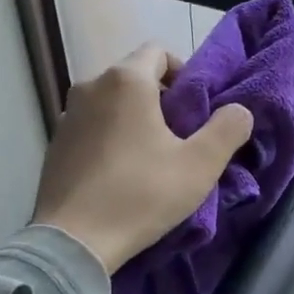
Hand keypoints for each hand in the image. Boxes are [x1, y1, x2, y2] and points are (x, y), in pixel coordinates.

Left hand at [31, 43, 254, 273]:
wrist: (73, 241)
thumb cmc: (141, 194)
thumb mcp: (200, 165)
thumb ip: (228, 129)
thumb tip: (239, 110)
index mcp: (126, 81)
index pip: (159, 52)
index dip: (184, 73)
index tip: (195, 109)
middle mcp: (90, 86)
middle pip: (135, 77)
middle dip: (161, 99)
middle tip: (180, 137)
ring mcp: (66, 115)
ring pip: (112, 103)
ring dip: (134, 120)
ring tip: (150, 158)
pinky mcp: (54, 144)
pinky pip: (92, 127)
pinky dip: (109, 138)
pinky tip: (120, 174)